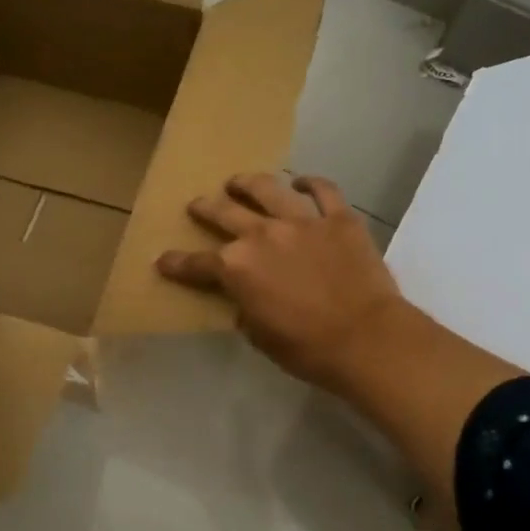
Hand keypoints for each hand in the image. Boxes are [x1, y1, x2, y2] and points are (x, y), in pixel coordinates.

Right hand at [155, 173, 400, 392]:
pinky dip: (311, 183)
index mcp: (237, 268)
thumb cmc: (308, 348)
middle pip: (224, 213)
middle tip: (197, 204)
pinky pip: (323, 191)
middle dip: (205, 208)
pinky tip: (302, 181)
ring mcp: (301, 221)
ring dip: (247, 183)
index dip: (177, 263)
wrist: (366, 338)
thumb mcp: (261, 337)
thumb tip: (246, 302)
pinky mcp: (338, 218)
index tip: (163, 260)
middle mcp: (262, 235)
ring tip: (238, 182)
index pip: (197, 264)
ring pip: (268, 189)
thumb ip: (247, 311)